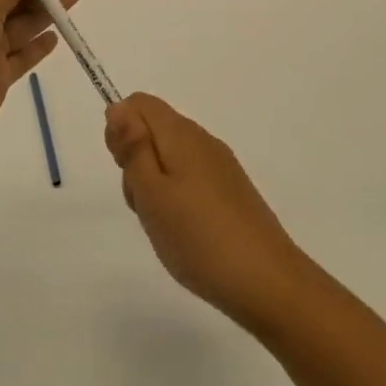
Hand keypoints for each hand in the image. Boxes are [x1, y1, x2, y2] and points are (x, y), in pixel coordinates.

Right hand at [104, 94, 312, 332]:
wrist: (267, 281)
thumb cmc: (198, 237)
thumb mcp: (152, 193)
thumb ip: (133, 147)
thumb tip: (118, 107)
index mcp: (182, 134)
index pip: (139, 104)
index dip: (121, 130)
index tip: (124, 169)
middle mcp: (202, 140)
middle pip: (154, 130)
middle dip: (136, 161)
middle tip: (143, 204)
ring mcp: (220, 166)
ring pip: (170, 158)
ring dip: (154, 185)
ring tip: (163, 224)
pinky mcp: (231, 191)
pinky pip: (190, 179)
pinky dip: (176, 199)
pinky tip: (184, 232)